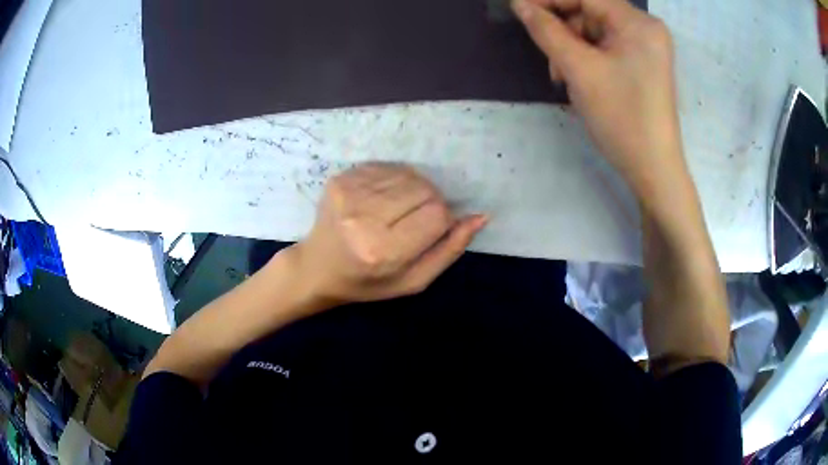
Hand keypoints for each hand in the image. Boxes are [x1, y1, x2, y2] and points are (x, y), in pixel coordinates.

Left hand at [292, 162, 487, 304]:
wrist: (316, 268)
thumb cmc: (366, 283)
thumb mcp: (412, 281)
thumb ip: (449, 250)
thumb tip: (480, 217)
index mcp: (382, 251)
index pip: (437, 215)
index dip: (443, 220)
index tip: (430, 230)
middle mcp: (363, 217)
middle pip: (425, 189)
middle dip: (430, 202)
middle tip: (414, 221)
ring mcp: (348, 192)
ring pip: (409, 175)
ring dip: (413, 190)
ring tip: (397, 211)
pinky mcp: (341, 177)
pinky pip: (388, 167)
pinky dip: (395, 181)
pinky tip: (382, 200)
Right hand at [511, 0, 686, 196]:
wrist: (653, 169)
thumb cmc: (621, 118)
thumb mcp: (579, 70)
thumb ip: (546, 31)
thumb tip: (519, 4)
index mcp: (637, 23)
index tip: (518, 8)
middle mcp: (645, 28)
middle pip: (590, 11)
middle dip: (563, 30)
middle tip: (548, 57)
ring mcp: (646, 46)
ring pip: (596, 30)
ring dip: (573, 48)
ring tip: (564, 78)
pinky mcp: (643, 62)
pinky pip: (607, 46)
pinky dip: (587, 58)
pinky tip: (580, 79)